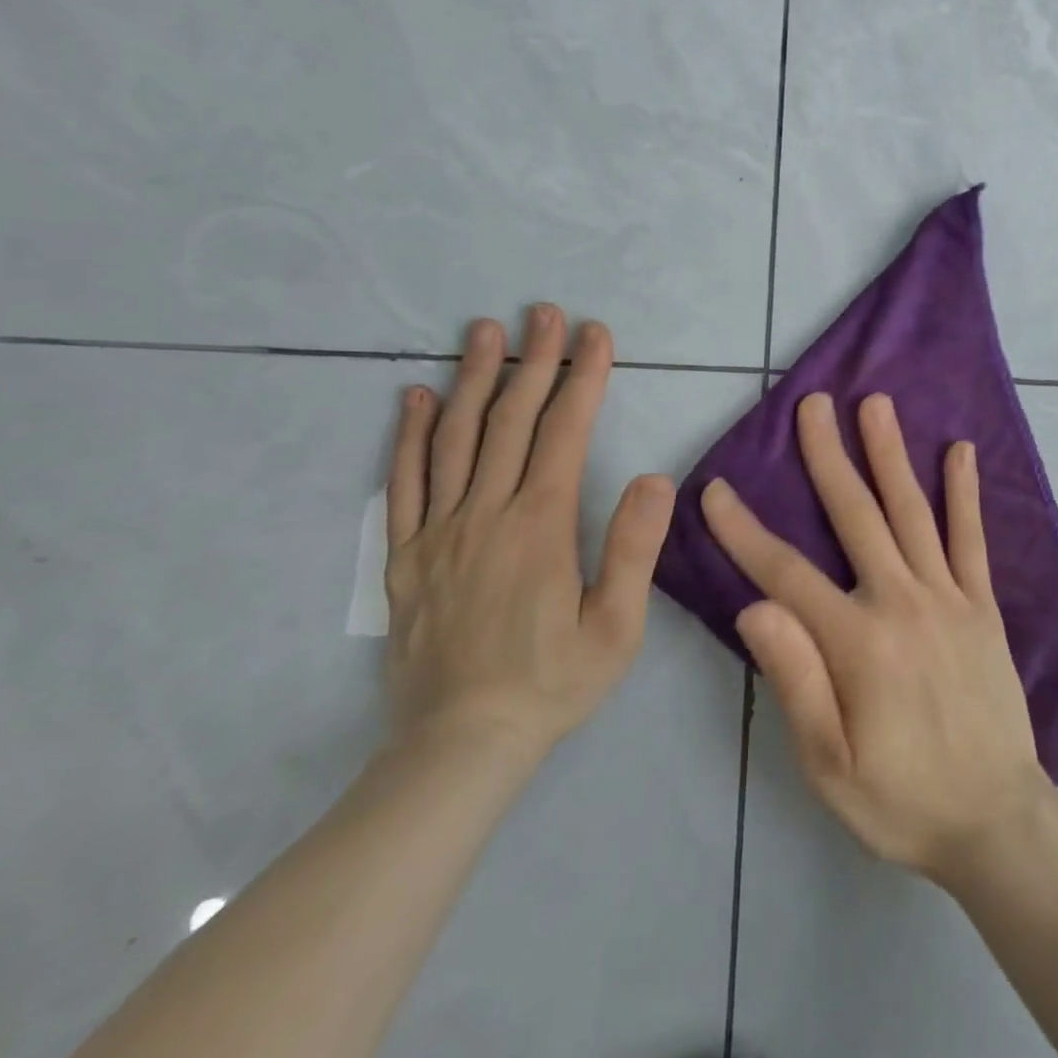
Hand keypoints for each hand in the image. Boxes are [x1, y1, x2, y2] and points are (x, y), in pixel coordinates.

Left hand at [384, 305, 675, 760]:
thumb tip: (652, 477)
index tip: (595, 335)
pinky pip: (405, 483)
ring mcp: (439, 532)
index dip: (583, 378)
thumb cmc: (553, 682)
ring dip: (474, 379)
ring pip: (456, 439)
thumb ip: (634, 548)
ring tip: (483, 331)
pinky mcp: (406, 557)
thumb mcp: (617, 626)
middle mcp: (486, 514)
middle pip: (510, 420)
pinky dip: (411, 436)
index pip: (564, 432)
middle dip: (533, 361)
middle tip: (545, 313)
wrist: (460, 745)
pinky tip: (417, 398)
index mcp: (540, 526)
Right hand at [702, 392, 1053, 882]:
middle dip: (828, 456)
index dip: (744, 531)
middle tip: (812, 404)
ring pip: (912, 511)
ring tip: (875, 404)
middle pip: (857, 515)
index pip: (786, 573)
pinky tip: (960, 451)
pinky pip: (971, 539)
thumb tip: (753, 606)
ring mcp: (948, 597)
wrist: (996, 819)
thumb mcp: (828, 764)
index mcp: (857, 641)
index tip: (715, 489)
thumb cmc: (901, 798)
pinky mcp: (982, 605)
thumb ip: (794, 679)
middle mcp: (902, 602)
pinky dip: (964, 493)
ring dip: (891, 454)